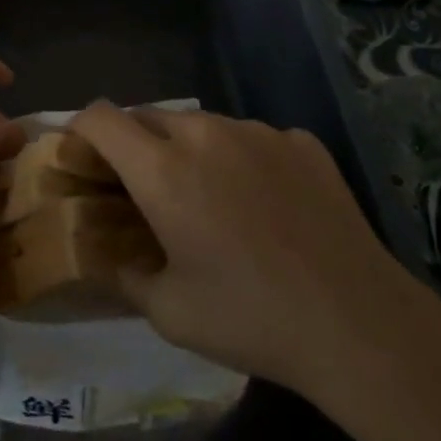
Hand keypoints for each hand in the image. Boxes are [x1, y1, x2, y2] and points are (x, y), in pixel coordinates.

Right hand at [68, 104, 440, 402]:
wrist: (359, 323)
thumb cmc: (251, 318)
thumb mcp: (169, 312)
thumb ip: (124, 273)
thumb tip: (108, 253)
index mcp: (163, 169)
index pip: (101, 117)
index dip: (81, 130)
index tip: (83, 159)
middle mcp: (205, 133)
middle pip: (148, 116)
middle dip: (134, 145)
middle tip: (145, 191)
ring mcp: (257, 131)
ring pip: (202, 125)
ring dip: (189, 150)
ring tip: (212, 200)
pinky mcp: (300, 140)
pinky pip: (252, 138)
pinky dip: (242, 160)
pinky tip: (267, 206)